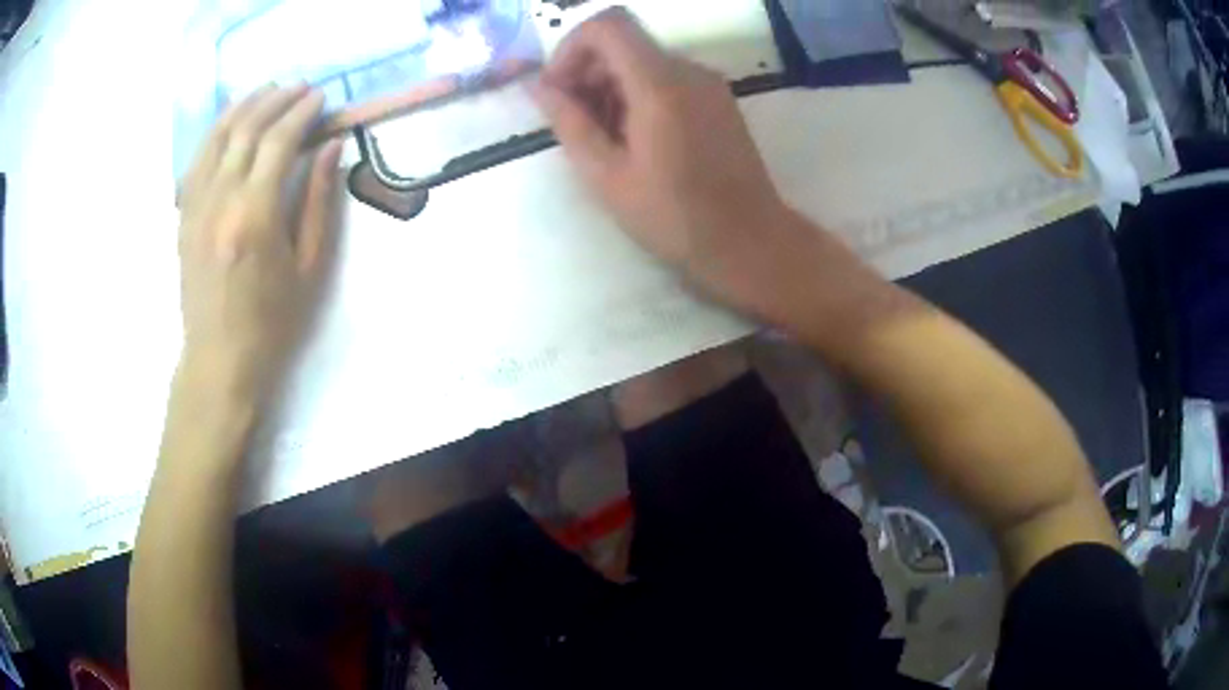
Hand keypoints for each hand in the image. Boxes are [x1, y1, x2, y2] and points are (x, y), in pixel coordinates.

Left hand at [177, 85, 343, 404]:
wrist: (219, 360)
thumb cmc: (271, 322)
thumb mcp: (309, 267)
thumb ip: (318, 200)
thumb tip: (331, 146)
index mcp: (255, 216)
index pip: (279, 141)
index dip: (302, 112)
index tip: (321, 97)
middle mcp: (220, 201)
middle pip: (247, 129)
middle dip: (276, 99)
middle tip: (300, 87)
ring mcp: (196, 206)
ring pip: (217, 136)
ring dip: (245, 105)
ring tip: (268, 90)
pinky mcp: (183, 215)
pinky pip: (197, 159)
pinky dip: (216, 131)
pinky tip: (231, 121)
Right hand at [534, 10, 794, 294]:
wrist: (751, 241)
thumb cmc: (676, 217)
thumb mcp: (607, 177)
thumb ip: (570, 123)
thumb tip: (539, 87)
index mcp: (660, 83)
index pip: (607, 25)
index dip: (571, 47)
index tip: (559, 89)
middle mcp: (689, 70)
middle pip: (624, 43)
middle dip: (587, 72)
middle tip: (574, 123)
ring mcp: (709, 83)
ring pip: (644, 61)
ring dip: (611, 87)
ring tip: (605, 140)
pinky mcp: (719, 99)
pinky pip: (668, 78)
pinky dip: (639, 95)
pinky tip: (637, 140)